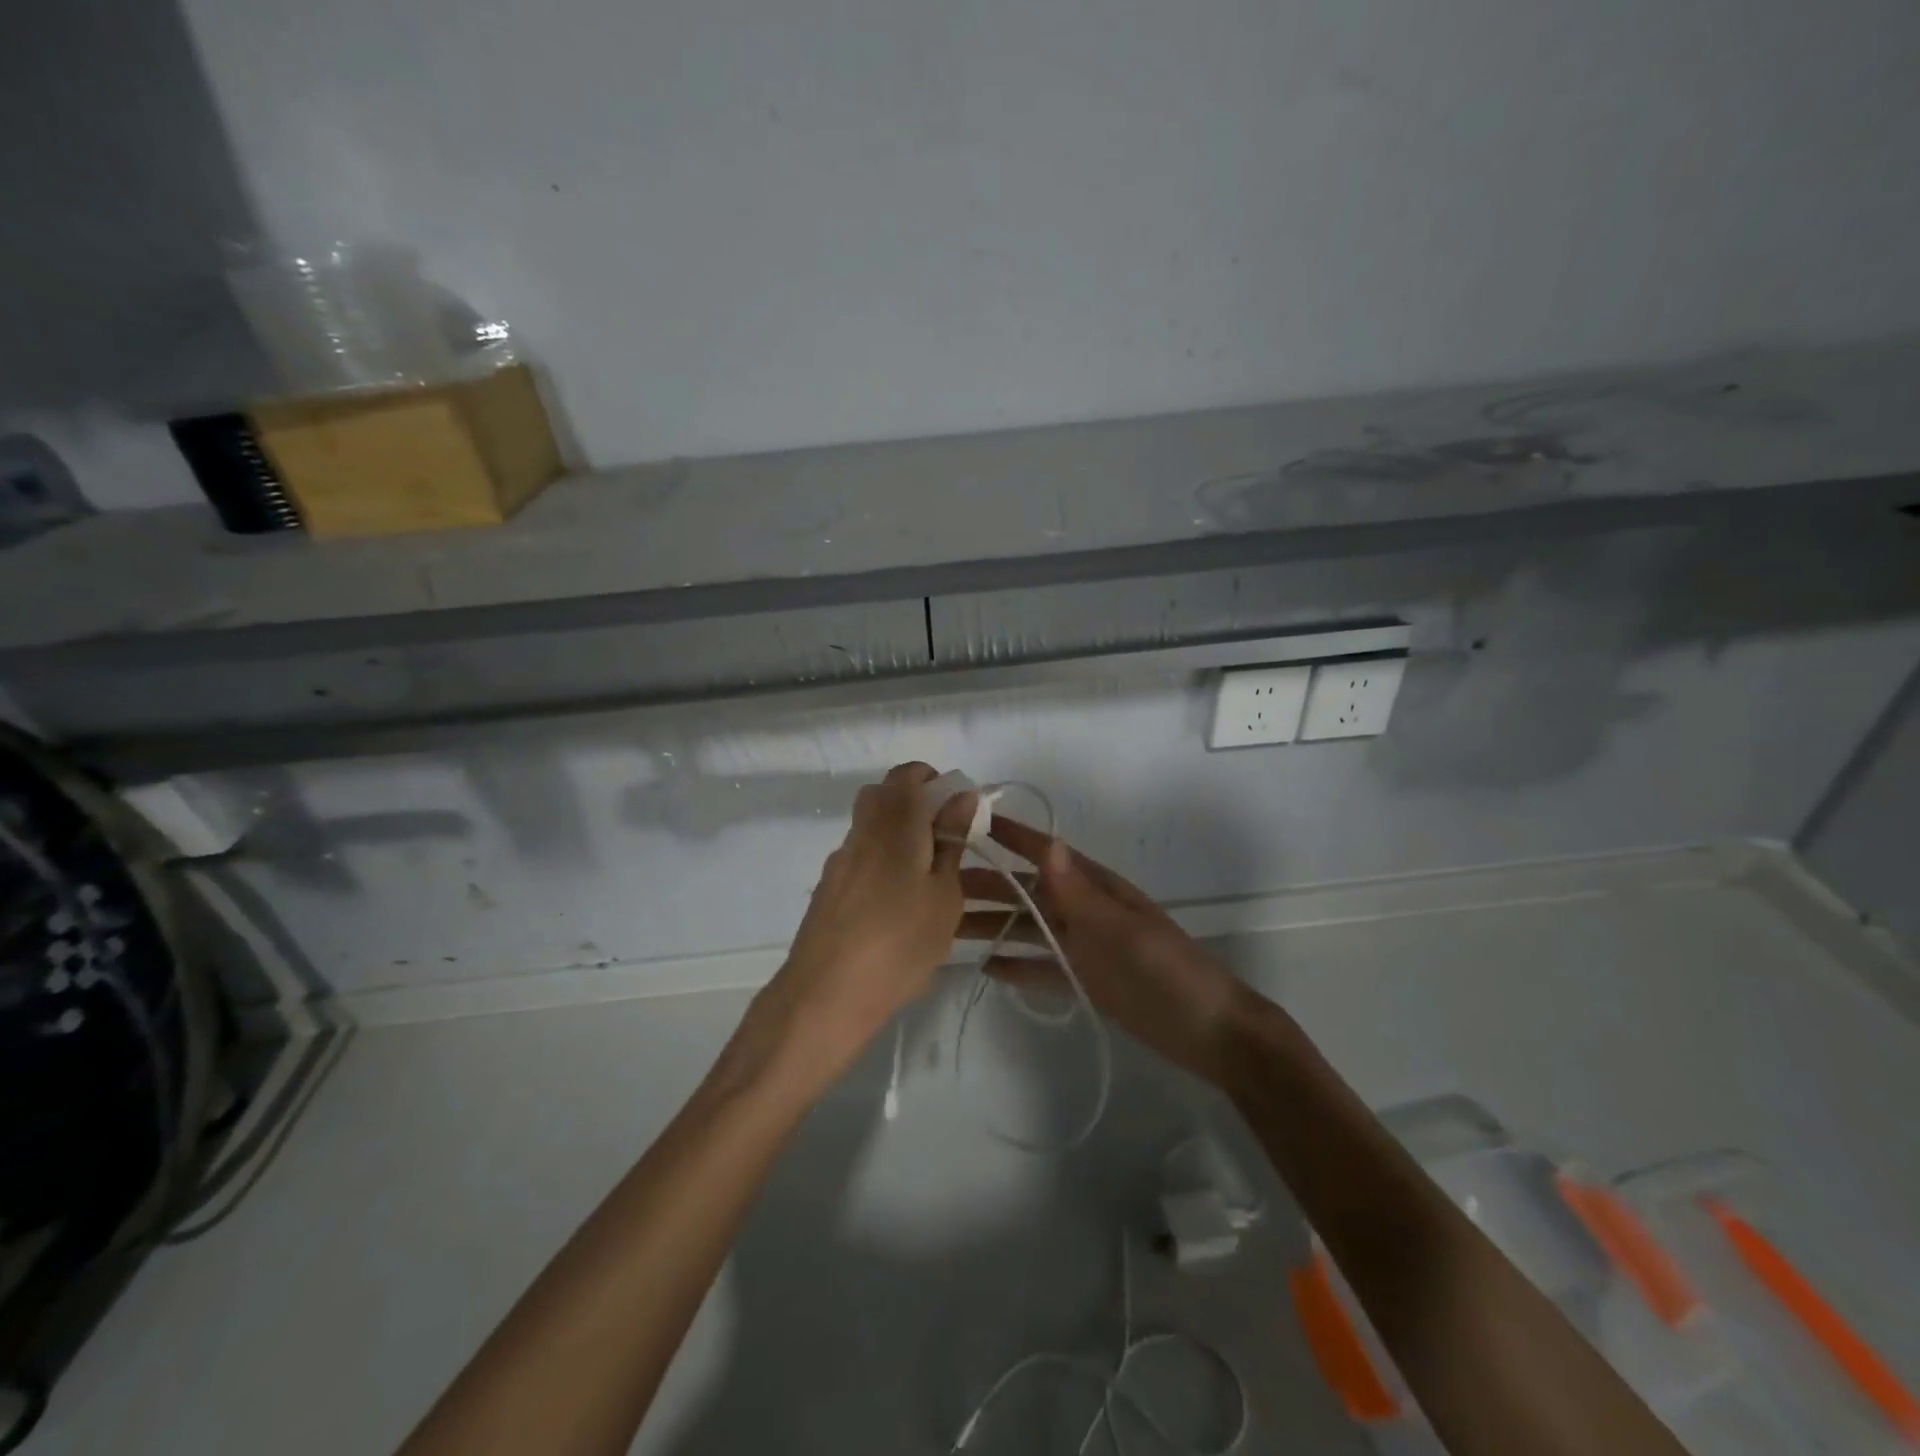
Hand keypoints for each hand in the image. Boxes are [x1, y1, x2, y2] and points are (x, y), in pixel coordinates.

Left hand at [749, 763, 975, 1088]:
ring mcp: (840, 861)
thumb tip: (962, 797)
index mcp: (894, 824)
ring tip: (928, 880)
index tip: (956, 806)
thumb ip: (951, 841)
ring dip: (899, 836)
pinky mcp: (828, 889)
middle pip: (883, 796)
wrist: (827, 994)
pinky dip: (882, 864)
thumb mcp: (944, 895)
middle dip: (915, 805)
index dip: (932, 779)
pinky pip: (861, 858)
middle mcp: (862, 833)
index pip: (906, 775)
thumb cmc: (900, 942)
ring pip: (871, 828)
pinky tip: (897, 906)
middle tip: (945, 839)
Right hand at [958, 818, 1247, 1084]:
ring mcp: (1083, 945)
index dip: (1010, 836)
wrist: (1208, 1032)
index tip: (968, 821)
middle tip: (936, 887)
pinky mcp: (1083, 978)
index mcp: (1096, 888)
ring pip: (1027, 928)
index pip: (1046, 853)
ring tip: (947, 927)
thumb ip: (1079, 893)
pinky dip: (1014, 964)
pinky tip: (985, 966)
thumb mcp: (1122, 930)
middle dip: (986, 884)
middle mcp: (1084, 910)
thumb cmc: (1167, 972)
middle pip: (1026, 891)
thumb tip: (1047, 842)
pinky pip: (1040, 966)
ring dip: (992, 925)